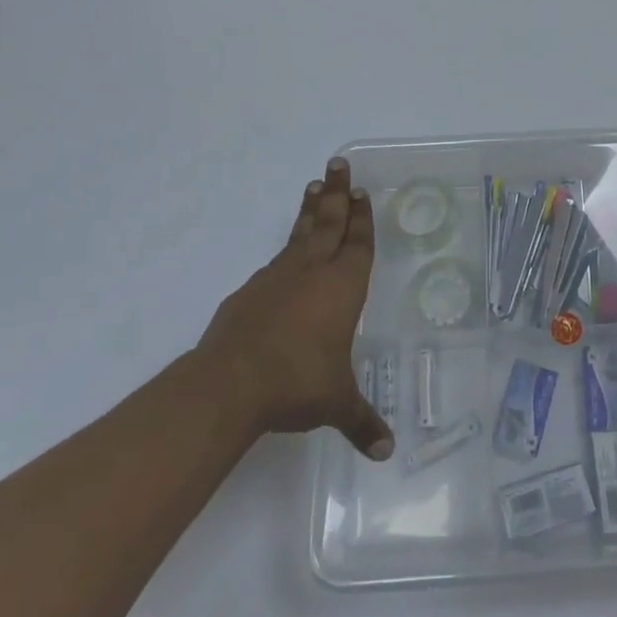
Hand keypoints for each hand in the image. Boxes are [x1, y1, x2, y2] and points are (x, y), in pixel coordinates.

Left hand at [198, 158, 393, 460]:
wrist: (230, 384)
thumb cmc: (298, 383)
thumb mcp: (336, 403)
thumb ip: (362, 421)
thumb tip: (385, 452)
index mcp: (343, 287)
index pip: (358, 242)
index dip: (362, 217)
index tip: (361, 190)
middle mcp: (312, 272)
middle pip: (328, 221)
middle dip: (337, 192)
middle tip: (338, 164)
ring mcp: (277, 278)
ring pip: (299, 233)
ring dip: (309, 210)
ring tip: (313, 187)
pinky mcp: (249, 292)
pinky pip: (276, 261)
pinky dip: (286, 248)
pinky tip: (285, 253)